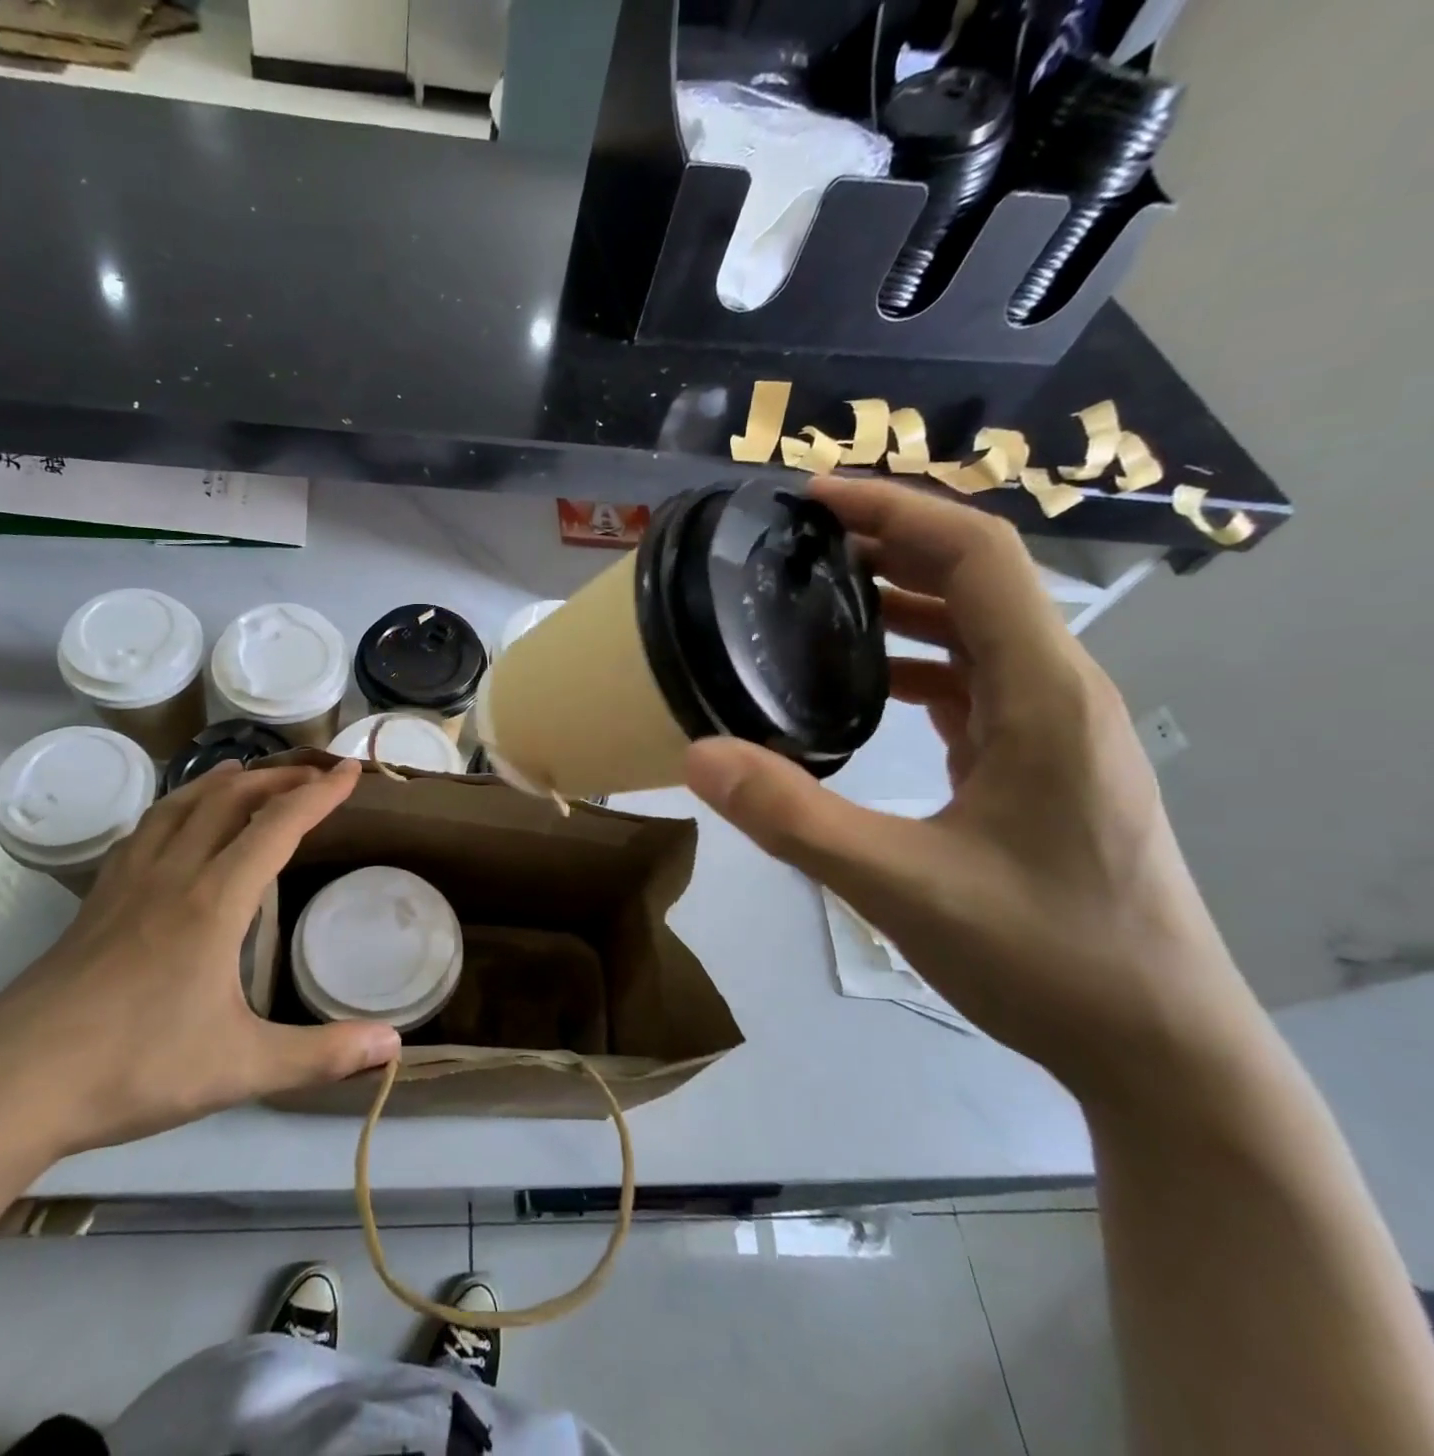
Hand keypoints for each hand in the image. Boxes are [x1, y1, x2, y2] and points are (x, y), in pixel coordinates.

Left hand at [0, 758, 397, 1159]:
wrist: (10, 1087)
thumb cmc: (134, 1069)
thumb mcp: (241, 1068)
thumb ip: (322, 1056)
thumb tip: (395, 1047)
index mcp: (215, 901)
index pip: (278, 826)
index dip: (319, 794)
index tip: (350, 771)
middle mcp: (173, 875)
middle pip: (229, 800)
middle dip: (277, 778)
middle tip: (312, 773)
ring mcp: (127, 884)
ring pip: (179, 806)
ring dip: (221, 782)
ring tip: (245, 773)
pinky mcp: (95, 902)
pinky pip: (143, 832)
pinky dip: (173, 808)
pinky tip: (173, 823)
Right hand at [685, 476, 1262, 1103]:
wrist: (1159, 1047)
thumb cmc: (1045, 957)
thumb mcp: (899, 886)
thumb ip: (793, 817)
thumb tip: (697, 754)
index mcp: (1044, 694)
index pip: (977, 556)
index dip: (897, 510)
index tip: (815, 498)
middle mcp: (1060, 692)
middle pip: (978, 580)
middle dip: (890, 543)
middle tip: (797, 544)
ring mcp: (1056, 730)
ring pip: (979, 631)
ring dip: (903, 601)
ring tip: (819, 599)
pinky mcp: (1042, 765)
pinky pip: (977, 683)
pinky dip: (919, 661)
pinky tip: (866, 686)